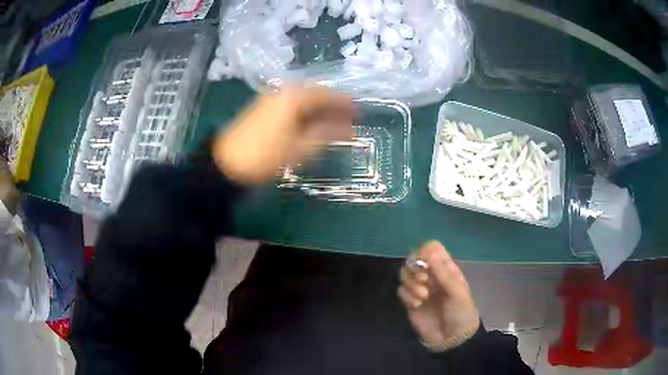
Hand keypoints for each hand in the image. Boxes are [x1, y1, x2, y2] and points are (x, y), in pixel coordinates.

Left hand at [213, 86, 353, 184]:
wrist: (226, 163)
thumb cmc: (266, 155)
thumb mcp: (300, 147)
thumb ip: (327, 134)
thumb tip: (350, 129)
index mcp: (294, 96)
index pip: (326, 95)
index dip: (345, 104)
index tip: (360, 112)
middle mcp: (283, 91)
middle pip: (315, 95)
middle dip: (333, 106)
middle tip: (349, 119)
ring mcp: (271, 98)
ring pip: (303, 100)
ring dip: (320, 110)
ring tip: (334, 123)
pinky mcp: (263, 108)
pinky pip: (291, 105)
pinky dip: (305, 113)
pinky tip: (312, 124)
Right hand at [398, 241, 479, 351]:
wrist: (452, 339)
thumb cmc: (461, 312)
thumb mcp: (457, 292)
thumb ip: (443, 272)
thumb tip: (430, 252)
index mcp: (446, 268)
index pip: (432, 248)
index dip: (425, 251)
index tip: (425, 263)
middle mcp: (431, 275)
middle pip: (414, 259)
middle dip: (414, 268)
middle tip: (422, 280)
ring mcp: (420, 288)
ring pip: (405, 274)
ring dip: (411, 283)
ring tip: (422, 297)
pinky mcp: (410, 301)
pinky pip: (401, 290)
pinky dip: (407, 296)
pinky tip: (416, 305)